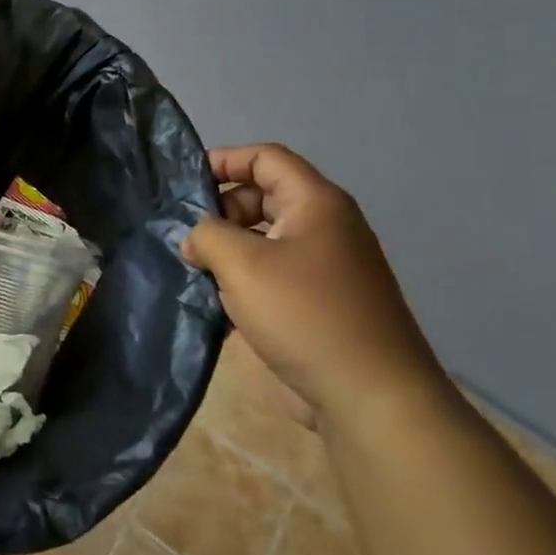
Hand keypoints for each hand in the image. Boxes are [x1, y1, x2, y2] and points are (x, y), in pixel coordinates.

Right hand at [182, 143, 442, 424]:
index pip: (266, 158)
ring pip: (265, 240)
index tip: (184, 183)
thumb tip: (195, 239)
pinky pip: (274, 276)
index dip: (224, 160)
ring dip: (228, 251)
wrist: (370, 396)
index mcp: (317, 204)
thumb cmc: (304, 314)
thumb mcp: (241, 263)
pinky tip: (217, 307)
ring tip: (195, 272)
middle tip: (187, 238)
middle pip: (264, 197)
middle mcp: (326, 228)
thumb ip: (206, 235)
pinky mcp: (321, 304)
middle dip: (221, 211)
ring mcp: (326, 268)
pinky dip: (244, 282)